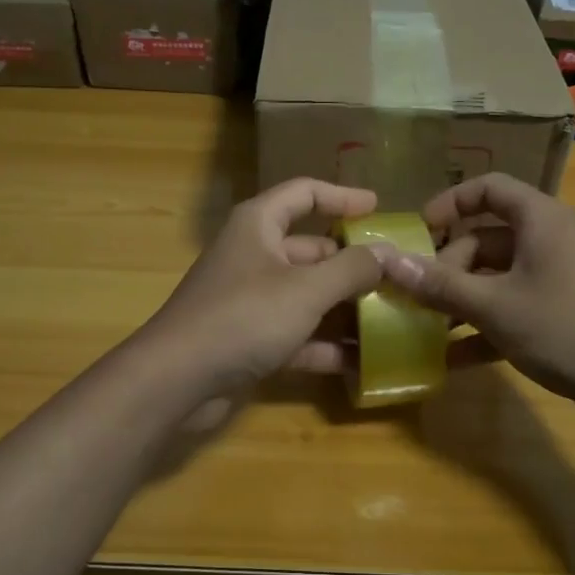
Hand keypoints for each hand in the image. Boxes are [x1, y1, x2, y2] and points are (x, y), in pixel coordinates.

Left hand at [141, 178, 389, 401]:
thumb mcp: (306, 289)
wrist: (176, 380)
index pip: (304, 194)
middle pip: (311, 250)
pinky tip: (362, 362)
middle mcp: (254, 256)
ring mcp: (250, 300)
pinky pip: (296, 334)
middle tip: (398, 277)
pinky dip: (325, 345)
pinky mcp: (249, 340)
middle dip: (353, 265)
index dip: (342, 197)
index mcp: (258, 225)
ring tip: (392, 320)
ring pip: (307, 296)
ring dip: (344, 309)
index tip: (379, 208)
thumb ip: (352, 269)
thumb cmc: (243, 317)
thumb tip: (389, 253)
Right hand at [377, 173, 574, 407]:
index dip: (450, 203)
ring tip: (424, 326)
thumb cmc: (567, 330)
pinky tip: (451, 359)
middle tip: (418, 295)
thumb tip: (387, 261)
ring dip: (461, 299)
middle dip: (448, 265)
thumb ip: (440, 284)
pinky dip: (485, 326)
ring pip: (497, 277)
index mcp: (540, 220)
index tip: (417, 231)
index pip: (489, 188)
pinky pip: (514, 308)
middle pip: (486, 238)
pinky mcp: (563, 314)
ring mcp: (558, 279)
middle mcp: (550, 240)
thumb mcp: (495, 307)